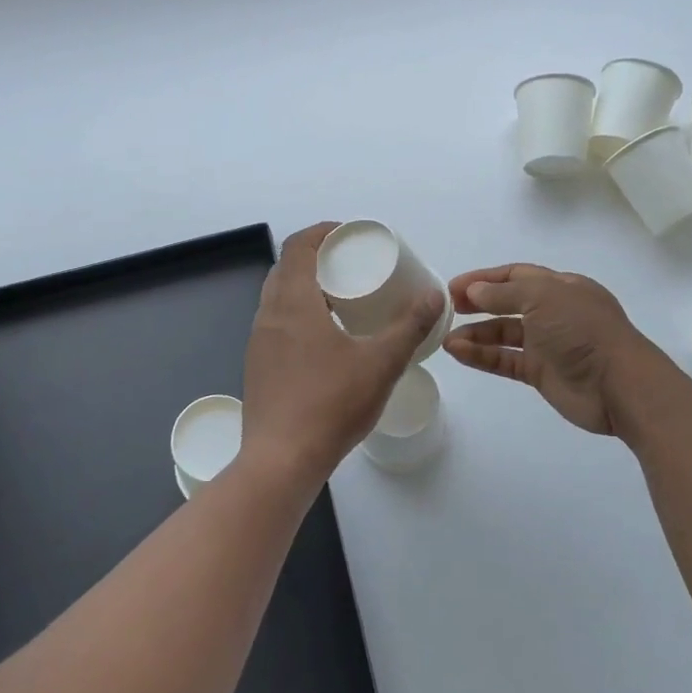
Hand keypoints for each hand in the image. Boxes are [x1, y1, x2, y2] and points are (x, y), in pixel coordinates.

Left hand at [240, 223, 444, 486]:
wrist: (281, 461)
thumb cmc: (331, 404)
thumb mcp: (381, 363)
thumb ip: (410, 327)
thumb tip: (433, 295)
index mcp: (293, 302)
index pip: (298, 245)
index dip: (322, 231)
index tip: (349, 235)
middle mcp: (268, 315)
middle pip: (287, 267)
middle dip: (317, 258)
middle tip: (352, 265)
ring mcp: (258, 341)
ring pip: (279, 297)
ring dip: (306, 286)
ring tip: (342, 299)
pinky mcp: (258, 365)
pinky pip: (277, 323)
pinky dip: (298, 314)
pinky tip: (325, 338)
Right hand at [444, 263, 664, 435]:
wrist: (618, 385)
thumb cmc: (582, 330)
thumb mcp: (543, 298)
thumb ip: (505, 293)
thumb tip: (474, 291)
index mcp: (561, 287)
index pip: (517, 275)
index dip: (485, 279)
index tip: (453, 287)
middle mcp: (553, 312)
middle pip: (508, 303)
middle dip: (477, 304)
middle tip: (446, 309)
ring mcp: (547, 344)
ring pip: (504, 334)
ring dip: (475, 334)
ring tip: (445, 338)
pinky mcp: (541, 373)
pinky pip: (505, 360)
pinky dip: (482, 356)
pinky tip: (458, 353)